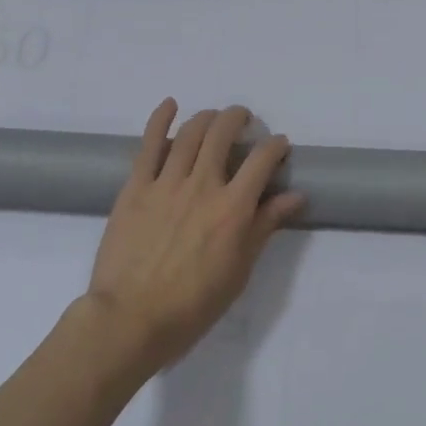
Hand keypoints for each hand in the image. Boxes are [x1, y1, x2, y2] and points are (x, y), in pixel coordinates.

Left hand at [84, 99, 304, 375]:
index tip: (279, 145)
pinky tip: (170, 104)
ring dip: (207, 117)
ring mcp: (166, 182)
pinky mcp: (136, 187)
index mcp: (233, 208)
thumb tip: (295, 195)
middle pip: (223, 132)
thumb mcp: (239, 271)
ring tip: (214, 118)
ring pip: (190, 132)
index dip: (276, 146)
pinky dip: (160, 119)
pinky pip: (148, 144)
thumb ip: (264, 227)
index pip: (263, 160)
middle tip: (244, 121)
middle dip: (238, 118)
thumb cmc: (192, 305)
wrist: (130, 320)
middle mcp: (203, 185)